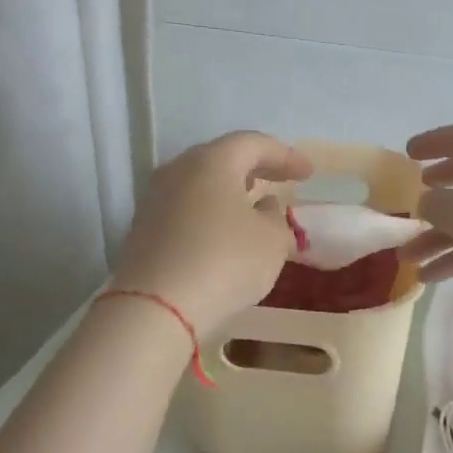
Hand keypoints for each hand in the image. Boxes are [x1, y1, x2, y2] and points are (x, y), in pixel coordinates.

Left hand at [109, 132, 311, 333]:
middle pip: (222, 158)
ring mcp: (155, 199)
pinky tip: (224, 232)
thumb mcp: (273, 241)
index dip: (285, 156)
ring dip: (230, 191)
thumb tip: (264, 207)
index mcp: (212, 161)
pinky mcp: (143, 229)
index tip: (308, 173)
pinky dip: (210, 212)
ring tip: (253, 205)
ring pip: (200, 183)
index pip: (253, 144)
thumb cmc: (225, 262)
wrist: (156, 308)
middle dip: (255, 168)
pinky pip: (186, 208)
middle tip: (280, 180)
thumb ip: (276, 217)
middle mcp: (178, 170)